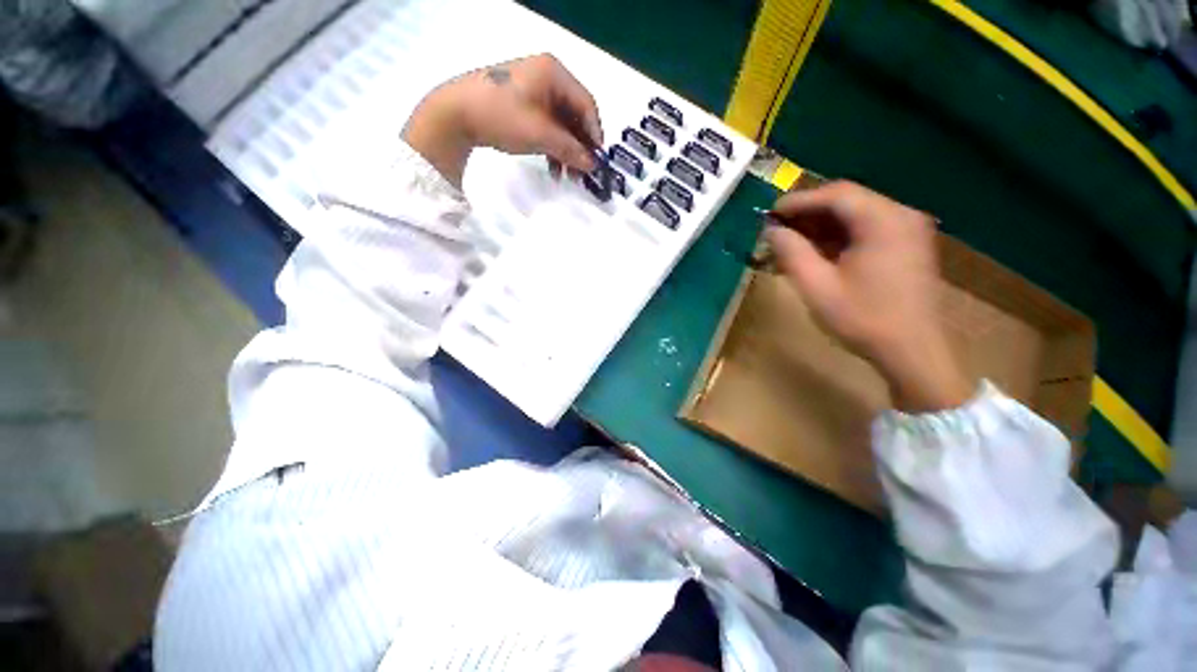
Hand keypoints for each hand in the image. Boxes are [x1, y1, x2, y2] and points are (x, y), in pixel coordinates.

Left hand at [402, 54, 601, 187]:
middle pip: (574, 116)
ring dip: (565, 152)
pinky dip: (551, 147)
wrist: (456, 114)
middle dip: (578, 148)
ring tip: (566, 177)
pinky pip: (546, 126)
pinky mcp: (522, 104)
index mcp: (554, 73)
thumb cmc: (503, 117)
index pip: (586, 104)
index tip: (597, 161)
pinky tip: (552, 168)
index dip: (594, 135)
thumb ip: (571, 150)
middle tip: (582, 174)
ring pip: (560, 125)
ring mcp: (532, 90)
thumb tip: (593, 165)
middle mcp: (546, 77)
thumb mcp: (541, 134)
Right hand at [766, 181, 970, 411]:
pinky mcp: (907, 245)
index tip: (770, 214)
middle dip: (808, 213)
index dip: (799, 201)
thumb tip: (772, 231)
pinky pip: (867, 229)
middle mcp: (901, 215)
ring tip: (791, 242)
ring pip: (856, 214)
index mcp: (884, 221)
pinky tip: (817, 252)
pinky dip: (839, 236)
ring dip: (821, 226)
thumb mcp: (816, 286)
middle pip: (847, 201)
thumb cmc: (863, 319)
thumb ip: (791, 252)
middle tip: (777, 229)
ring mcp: (908, 230)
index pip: (836, 195)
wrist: (912, 351)